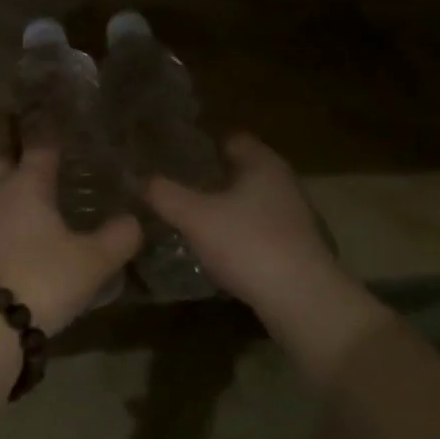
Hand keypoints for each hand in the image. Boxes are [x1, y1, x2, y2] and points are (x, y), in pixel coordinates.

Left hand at [0, 147, 141, 335]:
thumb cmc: (43, 279)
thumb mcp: (93, 261)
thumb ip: (118, 237)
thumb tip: (134, 220)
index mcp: (27, 183)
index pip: (40, 144)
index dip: (51, 129)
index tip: (61, 116)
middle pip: (4, 157)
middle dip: (19, 147)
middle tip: (39, 146)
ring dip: (7, 176)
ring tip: (29, 182)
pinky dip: (1, 205)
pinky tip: (16, 220)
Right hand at [143, 133, 348, 331]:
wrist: (301, 300)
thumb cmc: (248, 244)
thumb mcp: (194, 216)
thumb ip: (163, 194)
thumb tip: (138, 178)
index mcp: (262, 164)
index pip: (231, 138)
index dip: (201, 143)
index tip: (171, 153)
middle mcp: (282, 183)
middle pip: (240, 170)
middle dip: (208, 177)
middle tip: (171, 185)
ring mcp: (292, 216)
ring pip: (247, 201)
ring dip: (221, 207)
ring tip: (185, 216)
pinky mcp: (293, 247)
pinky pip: (255, 228)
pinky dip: (234, 232)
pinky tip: (212, 246)